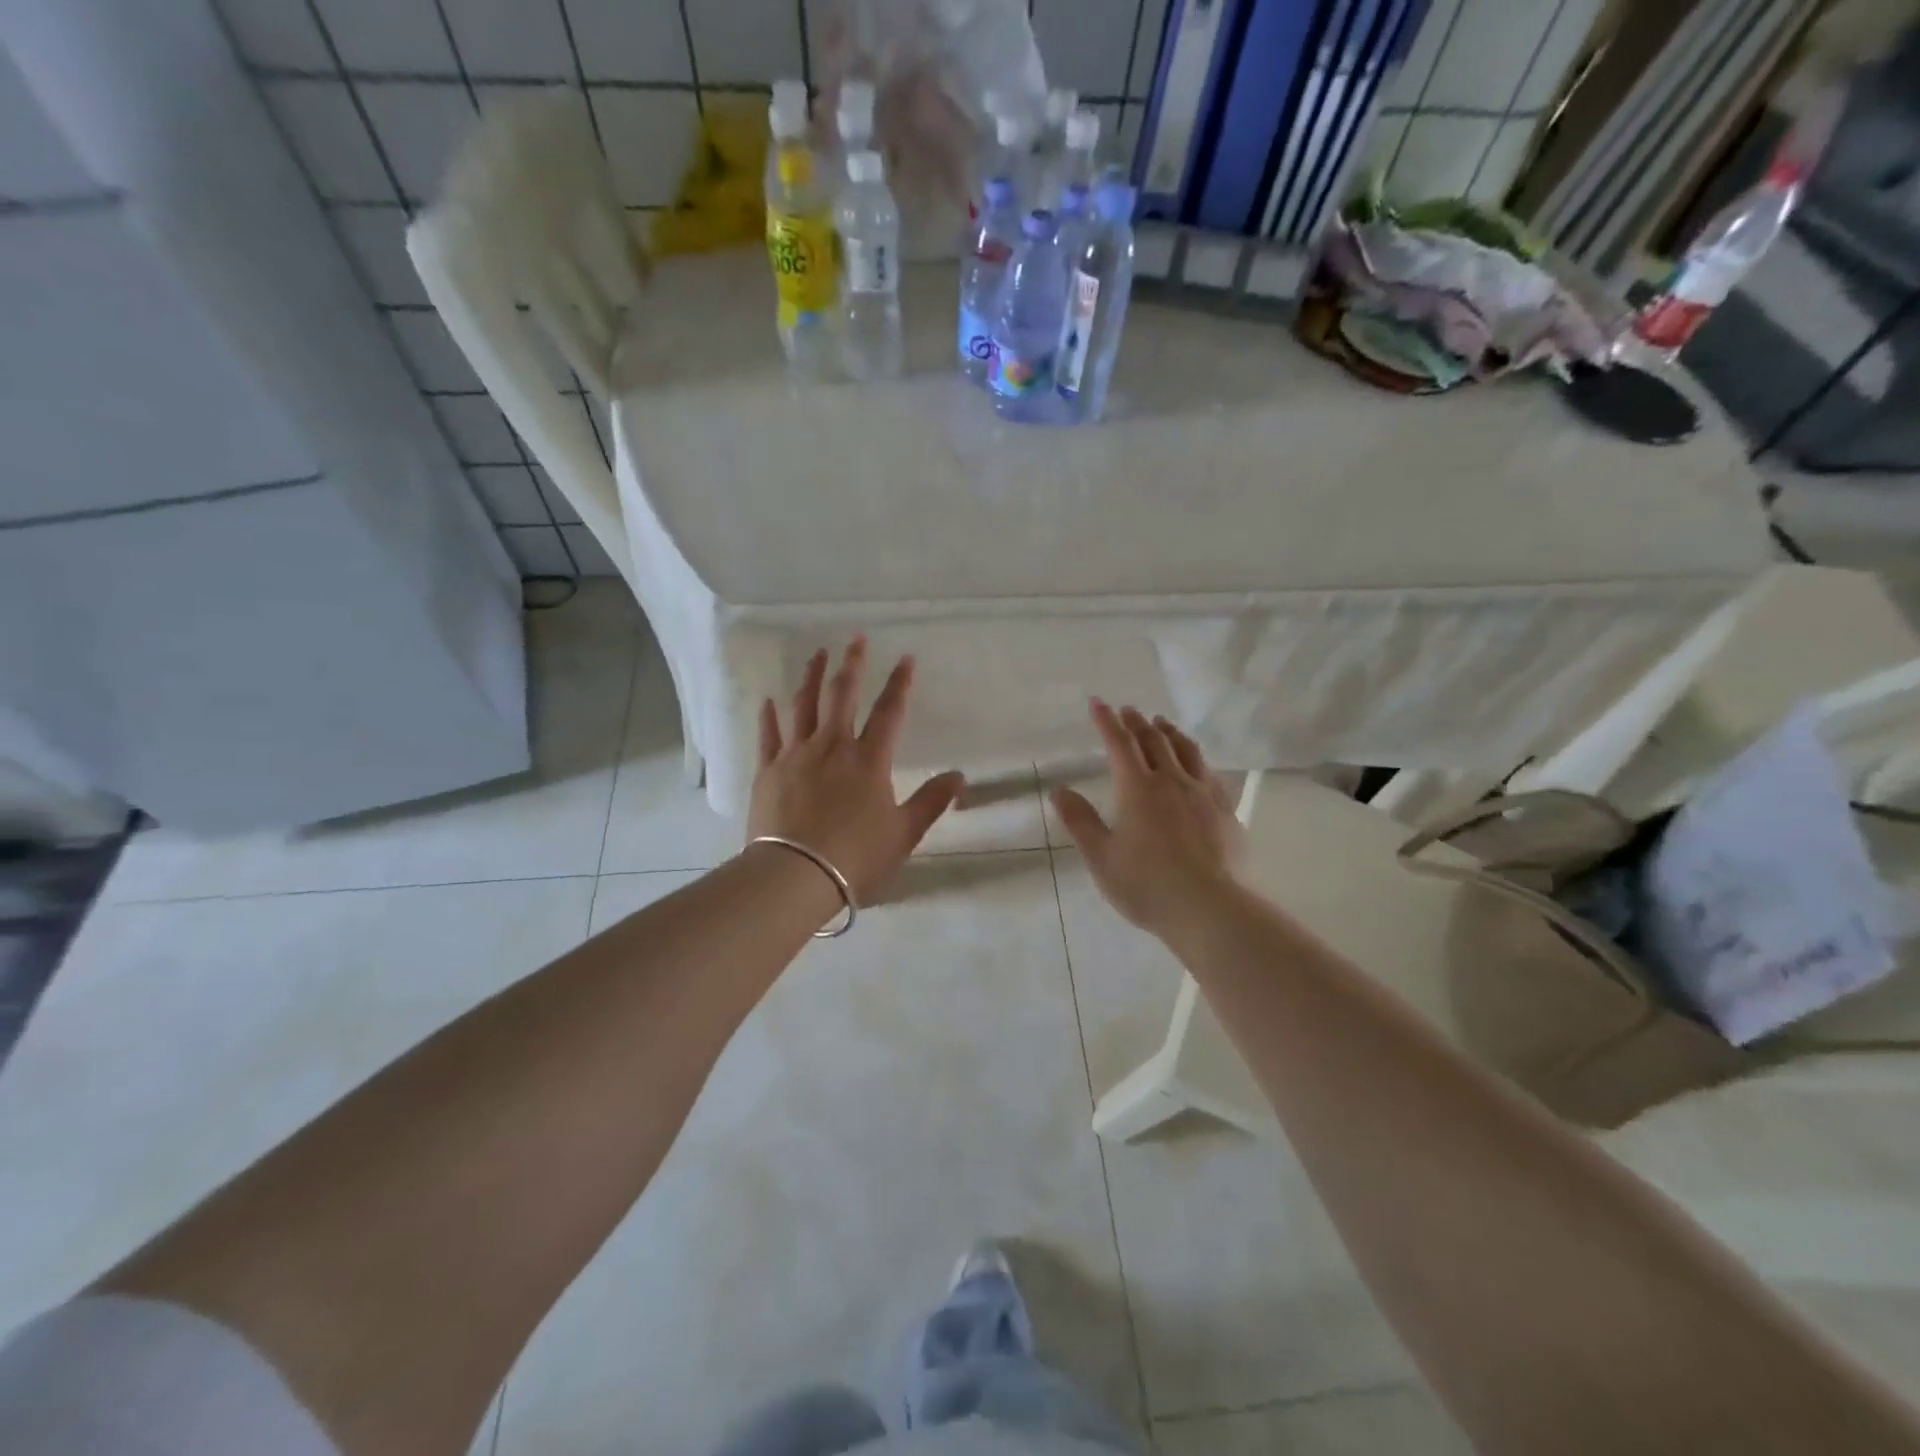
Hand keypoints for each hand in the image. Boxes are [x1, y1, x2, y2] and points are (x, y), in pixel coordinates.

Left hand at [748, 638, 965, 904]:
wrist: (794, 875)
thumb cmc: (856, 857)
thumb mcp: (904, 834)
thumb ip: (931, 801)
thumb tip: (959, 776)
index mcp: (869, 760)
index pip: (889, 712)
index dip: (900, 683)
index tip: (906, 658)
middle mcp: (833, 747)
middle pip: (842, 695)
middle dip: (852, 664)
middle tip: (856, 638)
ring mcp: (796, 755)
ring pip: (804, 705)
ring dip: (811, 676)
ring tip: (817, 653)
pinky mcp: (768, 771)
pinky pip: (769, 735)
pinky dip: (770, 716)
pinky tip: (769, 700)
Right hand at [1050, 702, 1247, 941]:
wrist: (1214, 910)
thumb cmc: (1149, 886)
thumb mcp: (1102, 859)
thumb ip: (1081, 822)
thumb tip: (1059, 790)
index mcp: (1137, 789)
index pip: (1119, 744)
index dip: (1107, 721)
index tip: (1098, 703)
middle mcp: (1171, 781)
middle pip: (1153, 741)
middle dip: (1137, 722)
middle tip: (1128, 710)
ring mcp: (1203, 794)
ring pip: (1186, 750)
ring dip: (1169, 732)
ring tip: (1161, 723)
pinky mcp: (1225, 810)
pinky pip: (1209, 771)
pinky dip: (1196, 757)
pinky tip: (1197, 763)